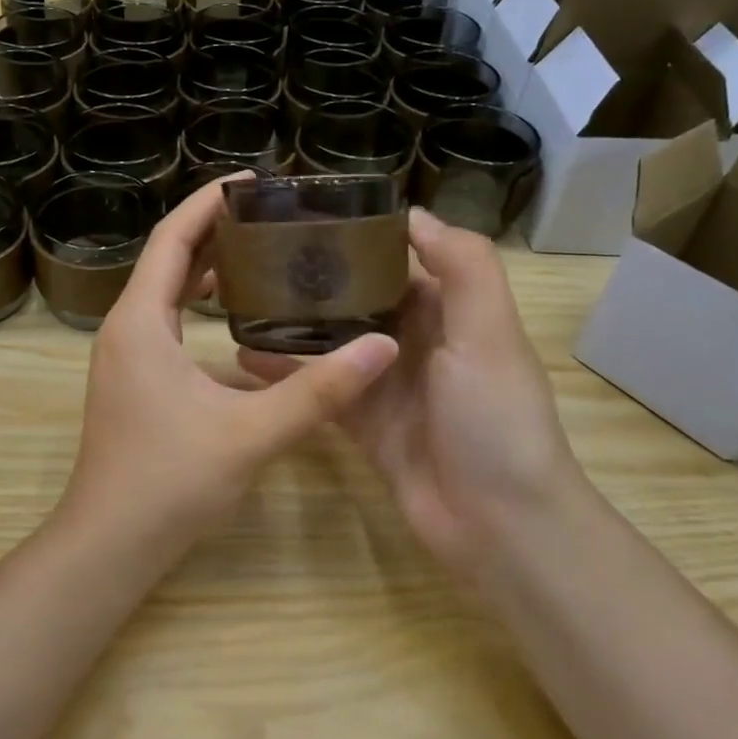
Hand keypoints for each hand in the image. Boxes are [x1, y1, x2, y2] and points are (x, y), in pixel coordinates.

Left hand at [59, 176, 398, 556]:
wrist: (110, 542)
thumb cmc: (169, 482)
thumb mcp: (251, 433)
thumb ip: (318, 390)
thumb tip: (381, 346)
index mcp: (141, 322)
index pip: (172, 238)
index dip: (209, 202)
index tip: (254, 180)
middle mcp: (125, 328)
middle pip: (168, 258)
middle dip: (214, 229)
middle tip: (271, 215)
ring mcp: (125, 355)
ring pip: (165, 291)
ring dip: (206, 268)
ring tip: (262, 253)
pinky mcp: (132, 380)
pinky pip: (165, 322)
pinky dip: (198, 305)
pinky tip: (238, 318)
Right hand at [239, 208, 587, 584]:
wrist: (498, 526)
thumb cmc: (494, 419)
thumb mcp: (488, 333)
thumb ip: (463, 266)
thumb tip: (411, 213)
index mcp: (449, 311)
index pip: (398, 259)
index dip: (358, 236)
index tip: (305, 216)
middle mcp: (416, 340)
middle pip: (357, 298)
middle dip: (315, 278)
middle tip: (254, 257)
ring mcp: (385, 383)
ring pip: (332, 341)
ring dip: (294, 323)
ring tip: (239, 300)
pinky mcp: (361, 422)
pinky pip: (320, 387)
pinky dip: (286, 374)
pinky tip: (242, 358)